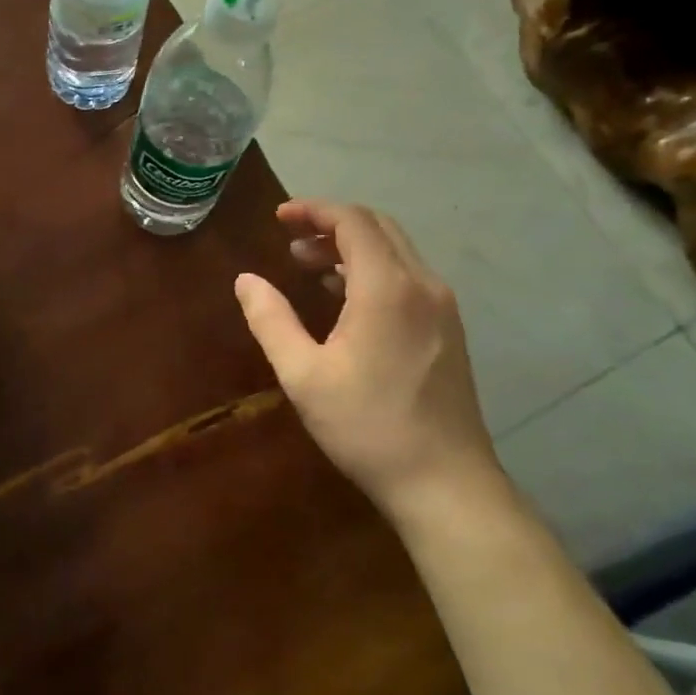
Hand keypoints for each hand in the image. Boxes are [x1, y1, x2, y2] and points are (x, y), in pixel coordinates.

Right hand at [234, 199, 501, 519]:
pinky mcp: (449, 328)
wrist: (446, 483)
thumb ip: (271, 320)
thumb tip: (246, 280)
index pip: (353, 221)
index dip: (314, 210)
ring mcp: (442, 306)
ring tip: (310, 264)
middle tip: (290, 239)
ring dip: (352, 246)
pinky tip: (347, 296)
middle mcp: (422, 284)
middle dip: (331, 223)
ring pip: (396, 250)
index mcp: (387, 287)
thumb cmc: (368, 427)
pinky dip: (374, 268)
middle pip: (378, 227)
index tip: (279, 217)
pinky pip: (408, 275)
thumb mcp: (304, 376)